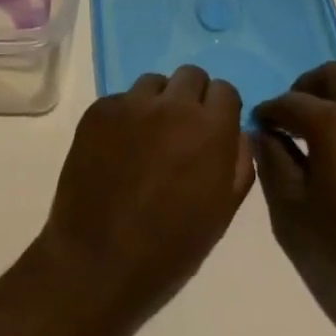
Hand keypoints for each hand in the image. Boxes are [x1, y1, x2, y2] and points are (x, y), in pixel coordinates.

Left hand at [38, 67, 255, 316]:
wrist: (98, 259)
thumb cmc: (170, 247)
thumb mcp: (222, 212)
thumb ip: (238, 162)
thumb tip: (237, 132)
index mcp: (209, 129)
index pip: (225, 90)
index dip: (221, 110)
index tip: (214, 130)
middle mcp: (171, 105)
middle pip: (190, 76)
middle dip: (192, 98)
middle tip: (183, 131)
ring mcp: (130, 103)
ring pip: (154, 83)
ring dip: (159, 102)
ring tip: (149, 139)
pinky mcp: (98, 109)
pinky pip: (121, 99)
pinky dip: (126, 116)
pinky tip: (119, 149)